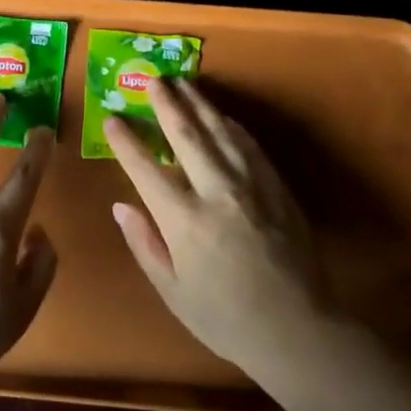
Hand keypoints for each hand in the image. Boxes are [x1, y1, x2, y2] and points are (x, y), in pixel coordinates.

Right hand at [108, 79, 345, 379]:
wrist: (298, 331)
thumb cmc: (226, 318)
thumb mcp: (173, 291)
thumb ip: (145, 244)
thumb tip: (121, 206)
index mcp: (184, 221)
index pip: (146, 169)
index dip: (126, 142)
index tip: (112, 120)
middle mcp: (217, 193)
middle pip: (186, 136)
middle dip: (166, 105)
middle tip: (153, 80)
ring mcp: (252, 187)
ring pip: (221, 132)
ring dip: (200, 104)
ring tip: (184, 84)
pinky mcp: (277, 189)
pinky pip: (250, 146)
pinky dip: (232, 126)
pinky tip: (223, 117)